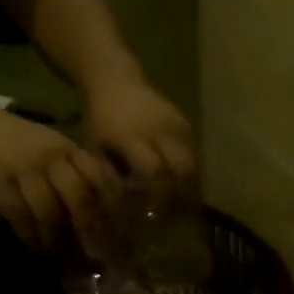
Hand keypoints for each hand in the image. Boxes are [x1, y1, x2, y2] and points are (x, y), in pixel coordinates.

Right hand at [0, 103, 126, 257]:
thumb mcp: (50, 149)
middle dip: (94, 232)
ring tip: (65, 260)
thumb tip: (104, 217)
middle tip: (101, 258)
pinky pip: (20, 215)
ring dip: (59, 240)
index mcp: (69, 148)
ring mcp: (24, 166)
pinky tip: (37, 249)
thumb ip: (75, 174)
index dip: (117, 211)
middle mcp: (52, 155)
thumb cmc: (12, 143)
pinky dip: (31, 236)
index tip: (126, 237)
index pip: (103, 179)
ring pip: (50, 210)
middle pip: (82, 198)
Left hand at [82, 73, 197, 204]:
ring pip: (194, 164)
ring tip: (179, 203)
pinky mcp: (187, 124)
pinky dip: (190, 173)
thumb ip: (114, 179)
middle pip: (183, 169)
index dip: (156, 196)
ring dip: (189, 187)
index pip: (154, 172)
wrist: (115, 80)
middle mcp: (159, 130)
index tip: (154, 214)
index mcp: (132, 136)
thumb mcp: (98, 150)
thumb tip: (134, 210)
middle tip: (173, 213)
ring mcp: (177, 125)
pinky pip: (195, 155)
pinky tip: (181, 185)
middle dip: (180, 195)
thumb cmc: (101, 120)